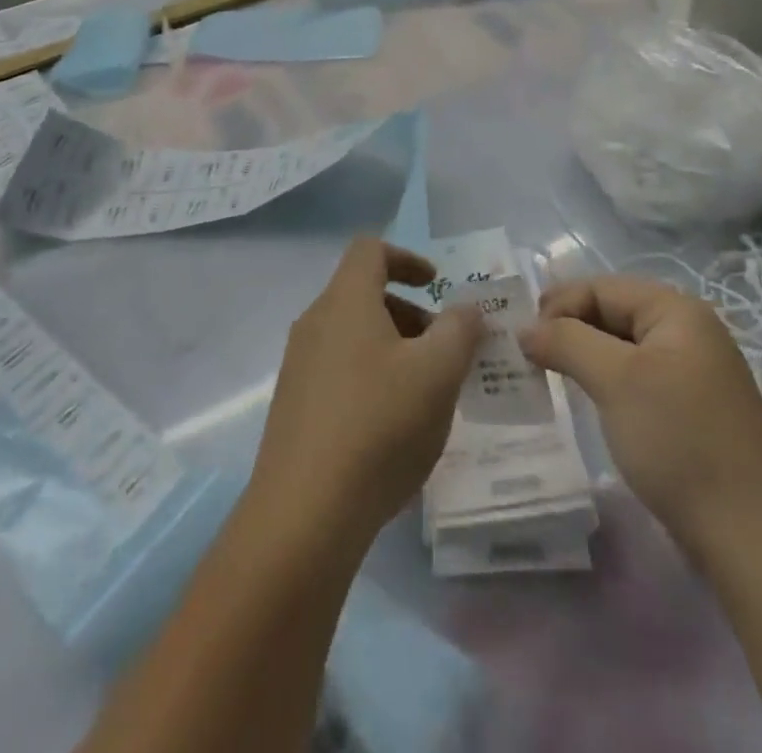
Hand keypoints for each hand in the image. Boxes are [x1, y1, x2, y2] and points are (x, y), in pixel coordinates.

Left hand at [248, 237, 481, 550]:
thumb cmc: (379, 425)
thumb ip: (460, 330)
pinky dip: (371, 376)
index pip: (370, 250)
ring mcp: (299, 364)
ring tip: (426, 393)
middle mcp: (315, 322)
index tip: (437, 285)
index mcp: (345, 301)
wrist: (305, 510)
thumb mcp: (437, 373)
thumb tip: (466, 308)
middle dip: (410, 313)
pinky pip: (339, 369)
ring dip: (393, 347)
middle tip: (444, 351)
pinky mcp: (294, 404)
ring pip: (352, 334)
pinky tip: (393, 425)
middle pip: (363, 294)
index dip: (407, 257)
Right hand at [520, 276, 761, 545]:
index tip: (522, 341)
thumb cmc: (680, 441)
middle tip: (527, 358)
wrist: (754, 539)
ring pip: (619, 348)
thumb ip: (565, 341)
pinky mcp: (687, 410)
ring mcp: (689, 373)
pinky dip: (603, 383)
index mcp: (676, 311)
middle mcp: (686, 332)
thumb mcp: (615, 380)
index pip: (600, 288)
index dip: (558, 306)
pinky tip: (584, 402)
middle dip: (566, 330)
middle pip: (610, 313)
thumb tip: (524, 329)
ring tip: (547, 378)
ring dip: (581, 357)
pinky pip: (633, 379)